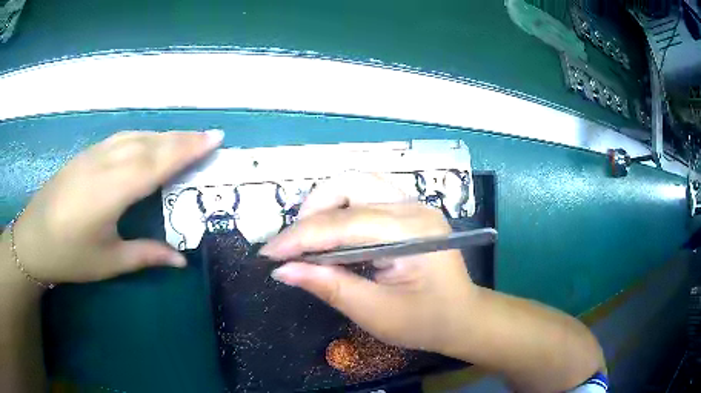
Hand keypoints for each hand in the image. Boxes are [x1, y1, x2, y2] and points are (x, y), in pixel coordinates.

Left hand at [10, 130, 222, 284]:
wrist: (32, 239)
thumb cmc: (69, 256)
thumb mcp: (108, 262)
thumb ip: (145, 255)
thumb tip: (181, 260)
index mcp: (110, 191)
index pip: (155, 163)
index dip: (186, 150)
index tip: (214, 138)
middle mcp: (104, 164)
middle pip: (149, 143)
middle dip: (181, 138)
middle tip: (209, 136)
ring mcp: (93, 155)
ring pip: (135, 136)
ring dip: (163, 135)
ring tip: (185, 138)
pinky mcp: (85, 154)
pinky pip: (121, 138)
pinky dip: (142, 136)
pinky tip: (149, 141)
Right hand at [260, 174, 476, 353]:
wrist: (463, 317)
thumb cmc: (426, 322)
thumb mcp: (376, 313)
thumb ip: (330, 287)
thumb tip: (283, 270)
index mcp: (412, 233)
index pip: (344, 224)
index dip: (300, 238)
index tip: (268, 254)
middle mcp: (414, 208)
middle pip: (350, 185)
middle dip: (312, 212)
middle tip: (293, 246)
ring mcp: (414, 205)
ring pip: (357, 183)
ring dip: (325, 205)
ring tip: (309, 238)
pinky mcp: (409, 211)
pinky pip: (366, 195)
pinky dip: (341, 209)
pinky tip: (332, 232)